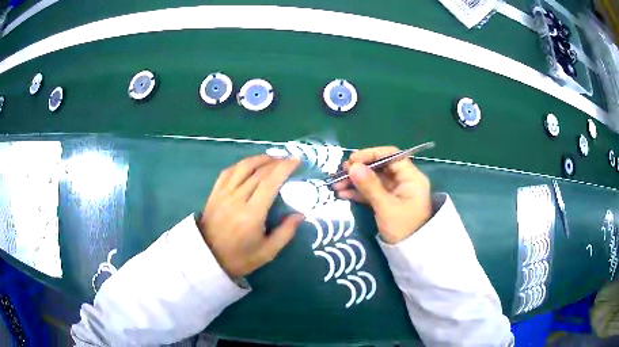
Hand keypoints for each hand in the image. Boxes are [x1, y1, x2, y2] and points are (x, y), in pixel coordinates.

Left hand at [198, 155, 303, 277]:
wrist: (207, 259)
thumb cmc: (239, 258)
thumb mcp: (267, 252)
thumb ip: (285, 233)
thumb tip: (300, 214)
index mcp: (251, 214)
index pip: (269, 183)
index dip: (284, 168)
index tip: (296, 160)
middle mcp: (237, 199)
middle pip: (258, 172)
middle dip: (276, 162)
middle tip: (289, 160)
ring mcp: (223, 194)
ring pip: (242, 167)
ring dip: (259, 159)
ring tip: (272, 159)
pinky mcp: (214, 193)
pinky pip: (228, 172)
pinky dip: (241, 165)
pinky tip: (249, 165)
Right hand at [333, 147, 431, 243]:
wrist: (410, 254)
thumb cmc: (403, 228)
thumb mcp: (386, 207)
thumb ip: (370, 186)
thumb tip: (352, 166)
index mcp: (411, 177)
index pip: (391, 155)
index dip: (371, 154)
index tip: (352, 160)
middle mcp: (404, 180)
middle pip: (380, 167)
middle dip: (360, 169)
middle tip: (341, 173)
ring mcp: (395, 191)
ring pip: (373, 180)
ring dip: (355, 181)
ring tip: (337, 185)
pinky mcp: (387, 201)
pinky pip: (372, 192)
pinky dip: (358, 192)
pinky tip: (343, 194)